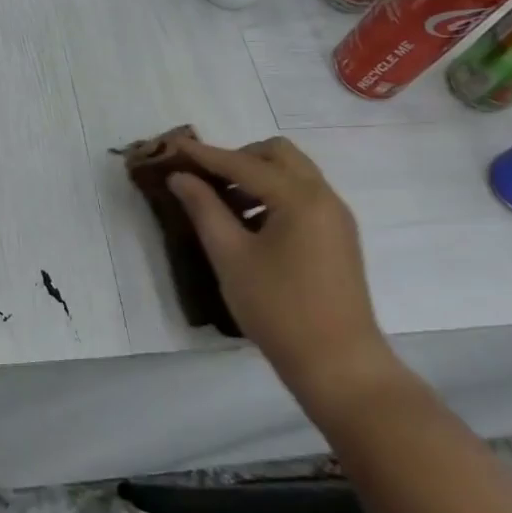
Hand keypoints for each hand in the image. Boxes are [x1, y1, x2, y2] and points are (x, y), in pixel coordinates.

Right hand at [167, 137, 398, 409]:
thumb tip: (180, 177)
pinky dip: (273, 196)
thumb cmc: (279, 309)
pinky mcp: (338, 237)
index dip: (204, 155)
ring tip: (222, 205)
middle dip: (238, 158)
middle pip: (277, 155)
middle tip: (205, 181)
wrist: (339, 365)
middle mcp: (324, 197)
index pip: (243, 163)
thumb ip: (204, 209)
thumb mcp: (230, 257)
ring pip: (292, 174)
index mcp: (300, 198)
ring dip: (256, 177)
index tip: (172, 147)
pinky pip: (302, 196)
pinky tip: (249, 225)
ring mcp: (335, 217)